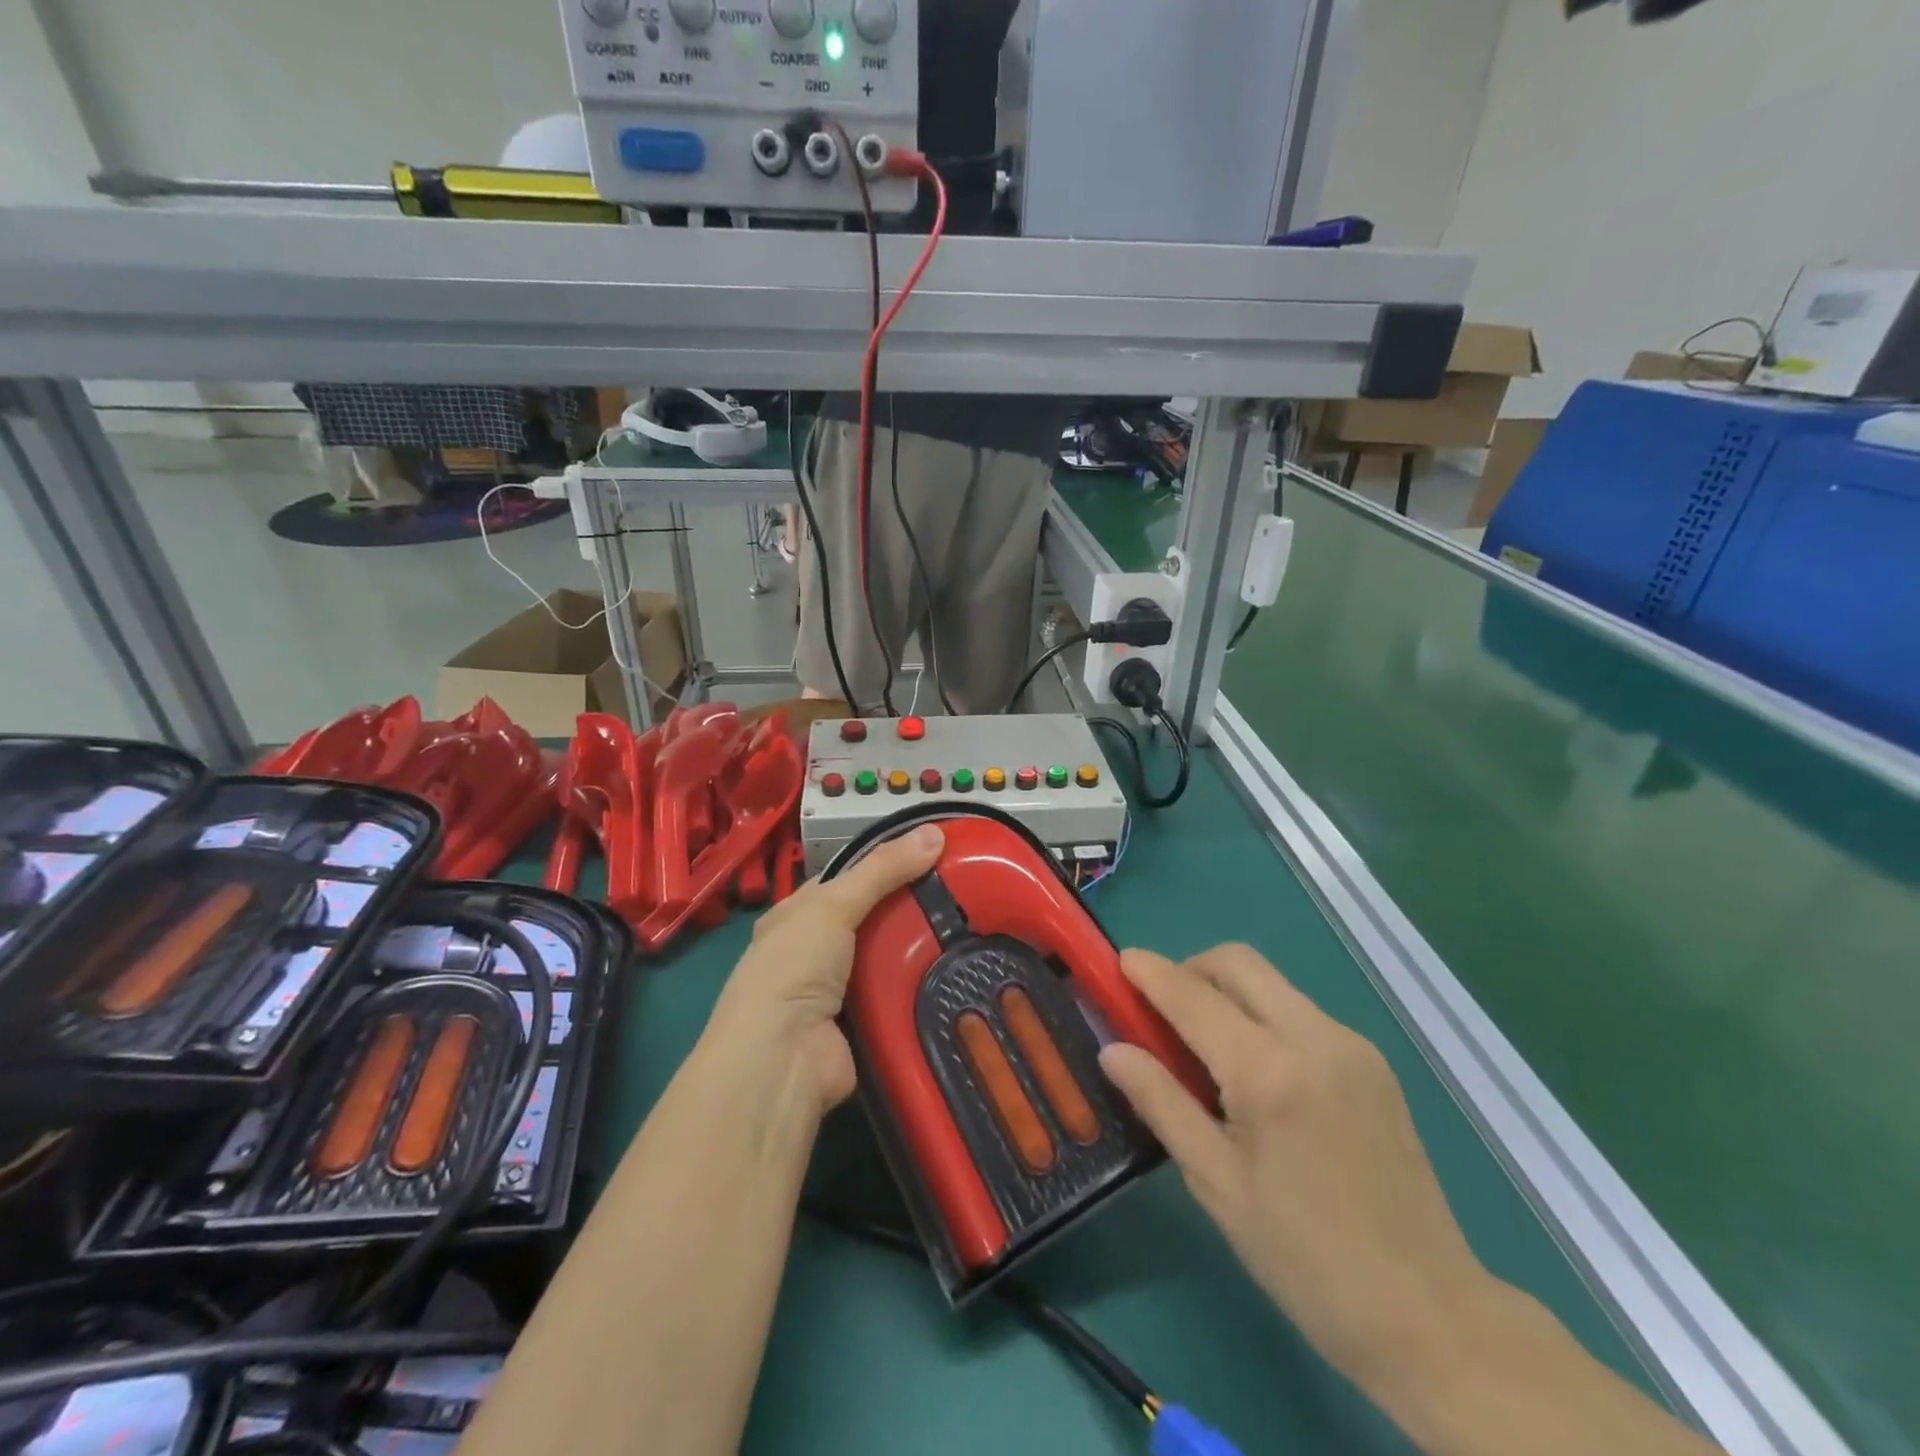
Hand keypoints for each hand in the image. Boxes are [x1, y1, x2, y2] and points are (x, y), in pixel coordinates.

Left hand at [704, 824, 944, 1115]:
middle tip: (961, 890)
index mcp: (796, 916)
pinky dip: (920, 984)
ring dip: (919, 946)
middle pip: (871, 918)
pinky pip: (897, 994)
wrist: (782, 1058)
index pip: (845, 880)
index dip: (883, 864)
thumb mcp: (835, 904)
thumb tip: (934, 831)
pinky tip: (957, 969)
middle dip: (909, 906)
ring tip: (970, 925)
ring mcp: (837, 991)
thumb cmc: (795, 967)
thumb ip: (882, 869)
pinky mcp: (861, 1023)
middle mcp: (813, 951)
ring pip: (887, 956)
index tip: (930, 854)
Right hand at [1099, 944, 1492, 1399]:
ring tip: (1205, 1047)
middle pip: (1238, 962)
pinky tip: (1256, 1072)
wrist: (1429, 1314)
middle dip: (1191, 968)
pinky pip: (1300, 1011)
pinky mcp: (1372, 1061)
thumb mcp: (1216, 1184)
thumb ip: (1160, 1102)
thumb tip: (1113, 1050)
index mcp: (1269, 1072)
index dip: (1150, 973)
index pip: (1193, 996)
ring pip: (1271, 983)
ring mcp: (1350, 1045)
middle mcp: (1313, 1038)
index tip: (1120, 960)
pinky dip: (1262, 1016)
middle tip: (1162, 1009)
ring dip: (1227, 991)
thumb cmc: (1304, 1258)